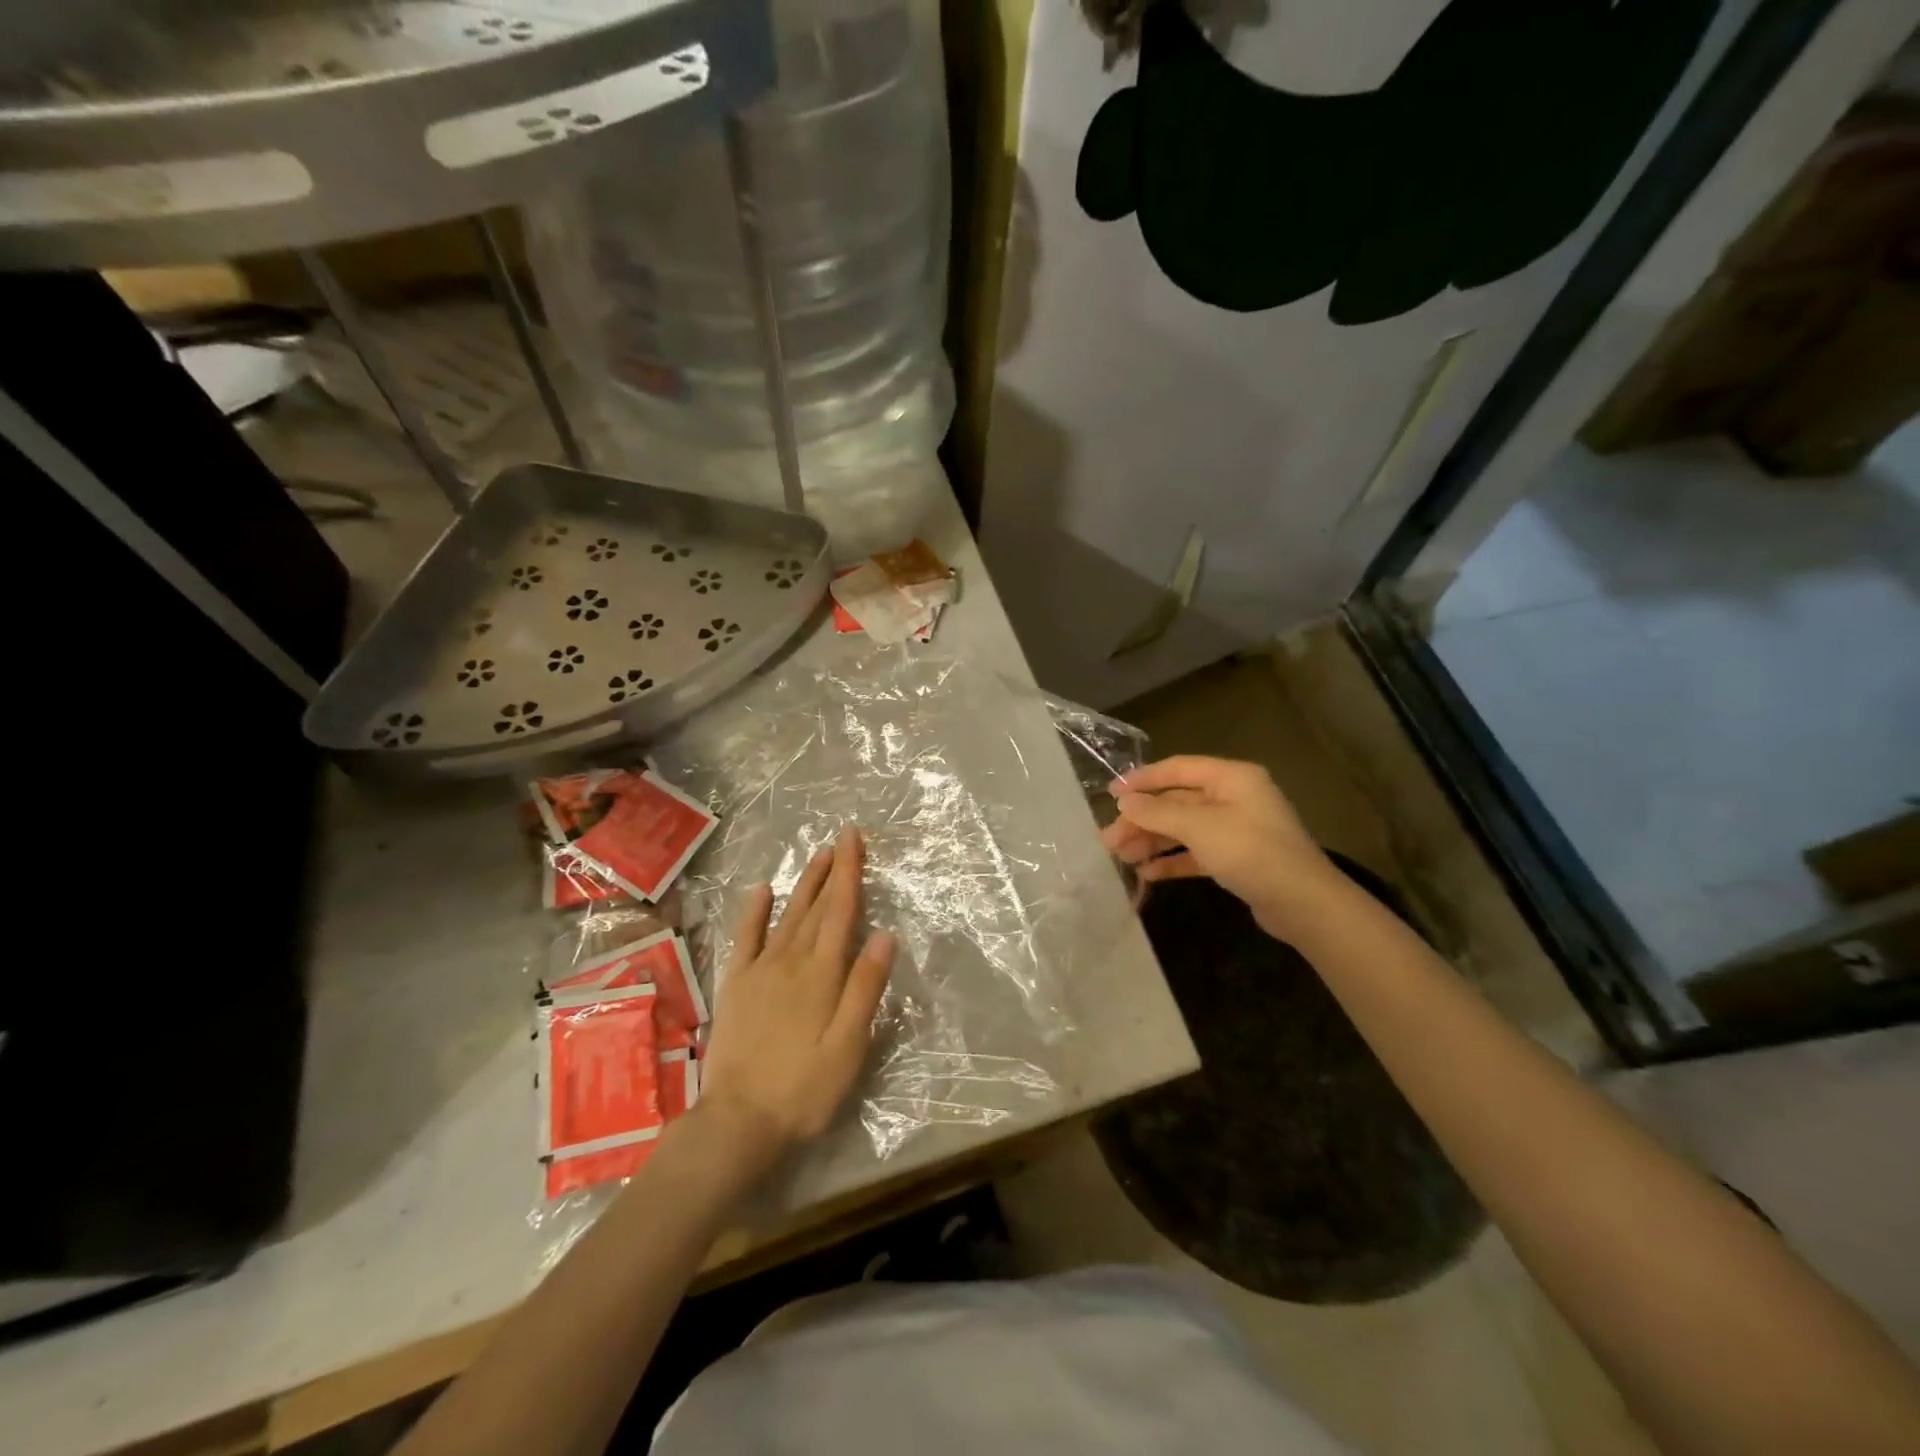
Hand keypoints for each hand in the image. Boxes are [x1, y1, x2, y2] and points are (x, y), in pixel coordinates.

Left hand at [698, 827, 895, 1168]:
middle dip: (832, 869)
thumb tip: (884, 935)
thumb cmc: (804, 1088)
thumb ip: (865, 988)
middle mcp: (791, 960)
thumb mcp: (849, 1046)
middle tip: (842, 838)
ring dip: (804, 883)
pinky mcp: (736, 985)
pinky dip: (754, 912)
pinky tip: (762, 891)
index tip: (854, 838)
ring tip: (818, 856)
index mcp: (822, 973)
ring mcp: (759, 970)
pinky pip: (746, 938)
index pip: (841, 911)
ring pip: (787, 915)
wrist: (738, 1121)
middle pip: (816, 906)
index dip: (850, 872)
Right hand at [1102, 755, 1338, 939]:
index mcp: (1231, 778)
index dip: (1143, 779)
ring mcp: (1236, 829)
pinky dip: (1173, 861)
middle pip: (1178, 802)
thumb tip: (1124, 800)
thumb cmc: (1251, 851)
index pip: (1178, 769)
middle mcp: (1234, 798)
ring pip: (1184, 829)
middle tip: (1109, 838)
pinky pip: (1196, 853)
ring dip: (1153, 841)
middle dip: (1142, 820)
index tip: (1111, 793)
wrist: (1303, 903)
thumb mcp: (1200, 827)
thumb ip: (1158, 812)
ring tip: (1121, 857)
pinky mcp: (1237, 859)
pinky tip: (1148, 873)